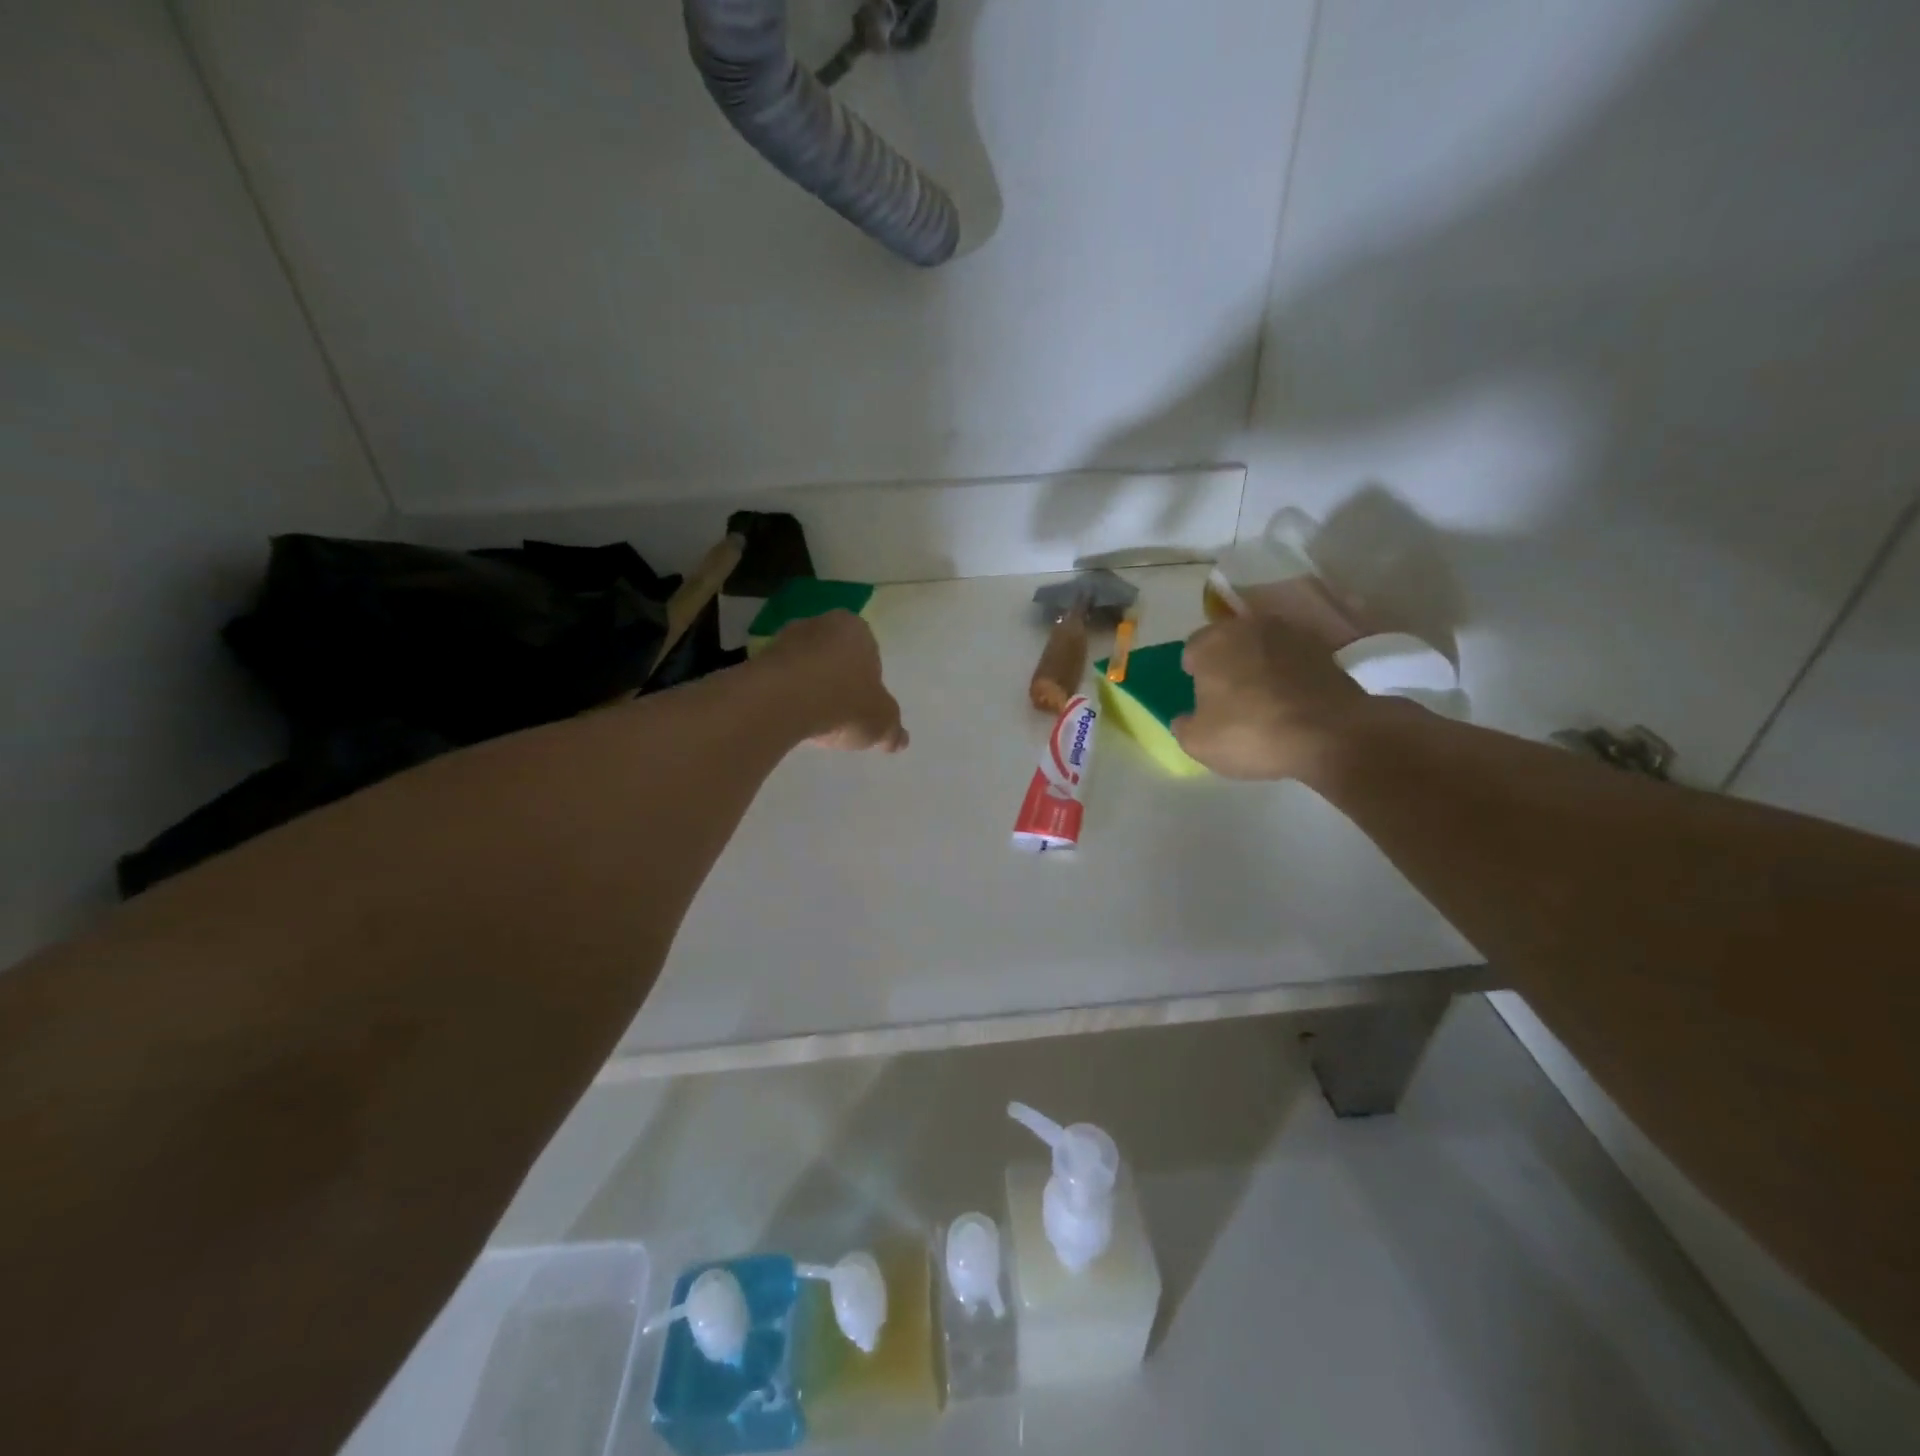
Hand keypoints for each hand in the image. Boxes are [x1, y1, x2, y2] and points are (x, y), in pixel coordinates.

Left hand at [760, 610, 908, 752]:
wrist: (781, 701)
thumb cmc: (843, 702)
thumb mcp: (881, 722)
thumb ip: (892, 730)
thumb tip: (899, 740)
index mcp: (856, 629)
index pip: (869, 654)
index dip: (868, 683)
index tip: (863, 707)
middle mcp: (821, 624)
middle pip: (835, 657)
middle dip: (838, 682)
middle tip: (840, 715)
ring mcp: (785, 639)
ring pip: (806, 667)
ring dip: (810, 690)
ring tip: (813, 722)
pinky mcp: (758, 659)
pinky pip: (781, 681)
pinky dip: (787, 698)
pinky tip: (790, 720)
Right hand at [1172, 614, 1372, 779]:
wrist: (1331, 735)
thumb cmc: (1251, 733)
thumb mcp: (1198, 743)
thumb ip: (1183, 726)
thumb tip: (1186, 718)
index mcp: (1213, 642)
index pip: (1192, 648)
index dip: (1194, 672)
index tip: (1200, 695)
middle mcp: (1250, 627)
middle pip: (1229, 642)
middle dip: (1226, 662)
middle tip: (1228, 695)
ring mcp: (1292, 635)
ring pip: (1263, 648)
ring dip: (1259, 665)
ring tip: (1262, 699)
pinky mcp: (1324, 651)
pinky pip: (1293, 661)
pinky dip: (1289, 675)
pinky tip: (1291, 702)